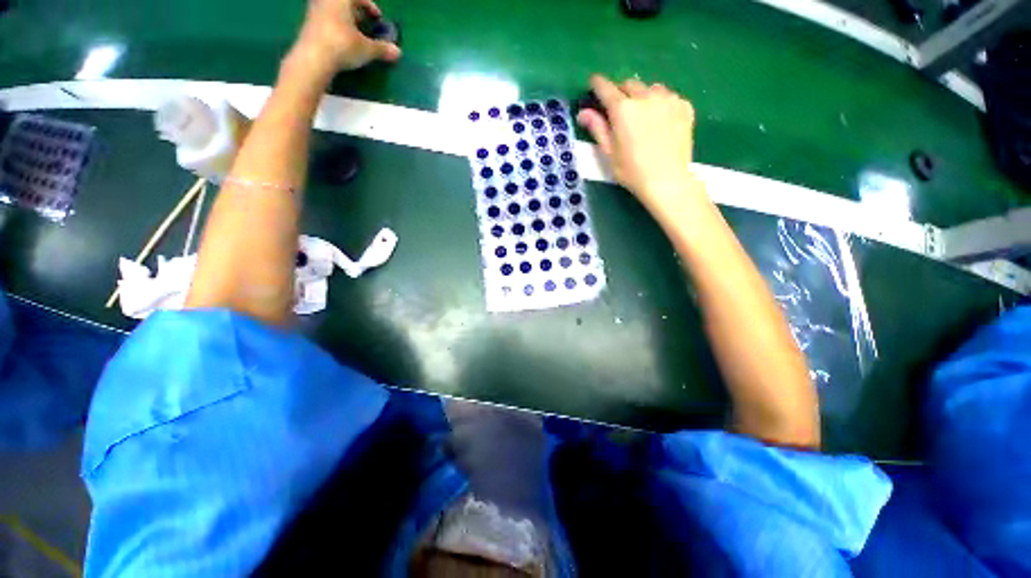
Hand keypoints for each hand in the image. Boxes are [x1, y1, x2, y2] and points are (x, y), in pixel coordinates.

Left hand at [290, 0, 400, 75]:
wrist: (313, 58)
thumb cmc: (342, 45)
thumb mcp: (367, 49)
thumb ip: (382, 49)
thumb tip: (397, 52)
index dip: (370, 7)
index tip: (377, 19)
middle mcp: (326, 1)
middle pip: (344, 3)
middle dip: (356, 13)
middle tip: (365, 26)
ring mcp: (314, 12)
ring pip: (334, 12)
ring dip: (346, 22)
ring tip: (355, 37)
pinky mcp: (308, 26)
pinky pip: (325, 21)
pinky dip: (336, 29)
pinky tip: (342, 44)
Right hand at [577, 75, 705, 221]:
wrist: (667, 181)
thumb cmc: (632, 171)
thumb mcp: (609, 153)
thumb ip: (598, 129)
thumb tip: (583, 113)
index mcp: (623, 109)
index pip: (606, 88)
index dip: (598, 84)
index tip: (594, 84)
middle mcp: (645, 97)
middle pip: (629, 84)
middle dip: (621, 92)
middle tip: (619, 109)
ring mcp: (668, 99)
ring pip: (650, 88)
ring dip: (642, 96)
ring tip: (643, 114)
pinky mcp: (684, 106)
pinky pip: (669, 96)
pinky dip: (661, 103)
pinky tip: (660, 121)